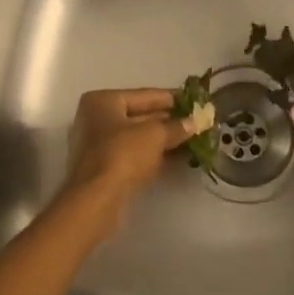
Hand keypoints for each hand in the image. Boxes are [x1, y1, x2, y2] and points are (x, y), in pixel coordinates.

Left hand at [60, 88, 192, 238]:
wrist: (97, 200)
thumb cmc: (123, 154)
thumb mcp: (155, 135)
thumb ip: (176, 126)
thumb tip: (196, 122)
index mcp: (103, 101)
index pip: (145, 95)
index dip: (173, 98)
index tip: (196, 100)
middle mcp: (96, 119)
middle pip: (141, 116)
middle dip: (169, 120)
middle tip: (197, 121)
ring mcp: (98, 145)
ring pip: (138, 137)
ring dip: (164, 139)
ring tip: (193, 139)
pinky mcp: (104, 169)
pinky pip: (134, 154)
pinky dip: (154, 154)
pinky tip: (177, 157)